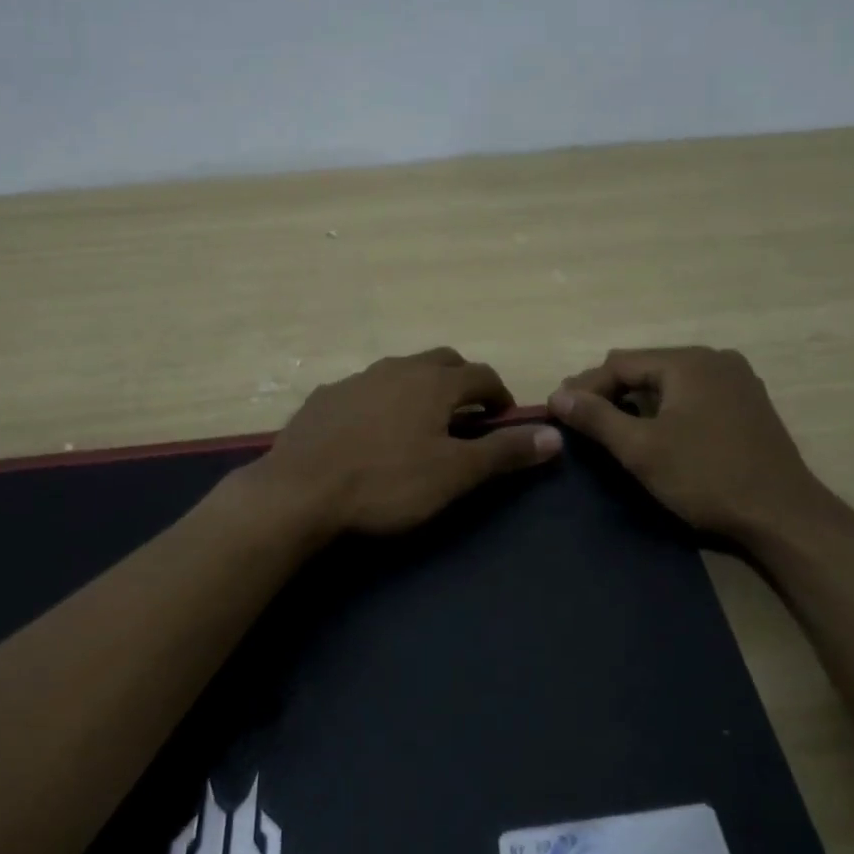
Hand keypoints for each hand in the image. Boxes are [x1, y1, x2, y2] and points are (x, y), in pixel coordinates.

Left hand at [251, 348, 561, 539]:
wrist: (298, 492)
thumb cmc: (386, 483)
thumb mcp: (454, 474)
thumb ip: (505, 452)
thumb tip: (555, 436)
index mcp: (433, 382)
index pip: (482, 375)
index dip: (500, 395)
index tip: (505, 419)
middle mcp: (397, 368)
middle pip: (442, 362)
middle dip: (463, 382)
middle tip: (470, 415)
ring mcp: (356, 380)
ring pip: (401, 372)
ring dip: (422, 388)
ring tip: (423, 423)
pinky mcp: (325, 398)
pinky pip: (366, 390)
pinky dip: (383, 401)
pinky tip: (372, 432)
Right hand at [548, 347, 831, 543]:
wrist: (784, 516)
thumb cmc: (706, 478)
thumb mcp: (642, 449)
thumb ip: (596, 418)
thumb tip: (558, 396)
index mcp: (688, 362)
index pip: (620, 363)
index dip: (585, 386)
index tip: (558, 409)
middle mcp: (714, 359)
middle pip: (645, 367)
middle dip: (609, 390)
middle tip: (578, 417)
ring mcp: (736, 380)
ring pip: (669, 381)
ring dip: (636, 398)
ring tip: (609, 424)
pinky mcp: (747, 403)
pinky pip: (692, 393)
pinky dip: (666, 406)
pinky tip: (654, 428)